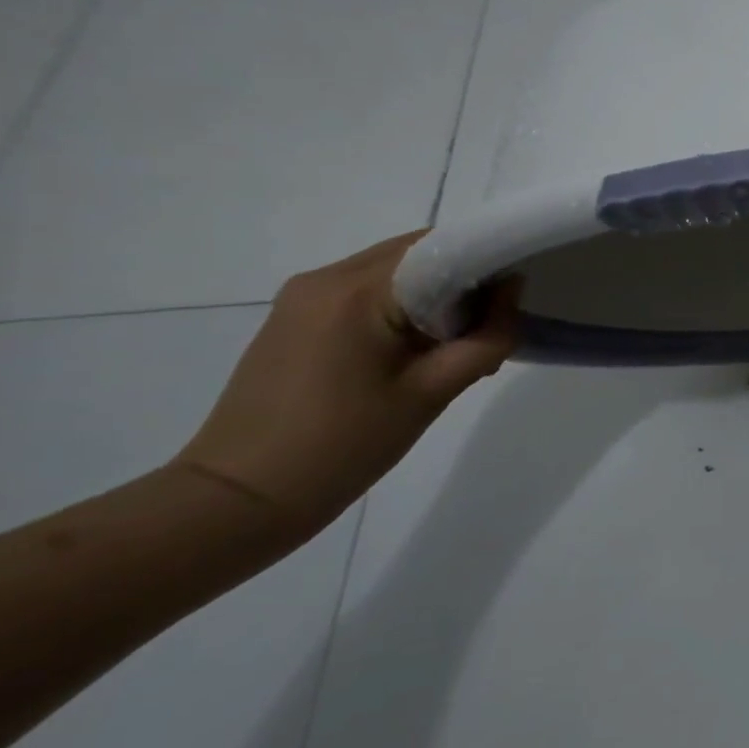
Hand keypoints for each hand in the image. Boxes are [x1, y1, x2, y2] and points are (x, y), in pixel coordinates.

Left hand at [173, 233, 520, 533]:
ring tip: (452, 348)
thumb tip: (511, 292)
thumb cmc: (343, 447)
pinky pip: (366, 293)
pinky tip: (413, 352)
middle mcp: (326, 278)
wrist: (238, 500)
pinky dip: (401, 308)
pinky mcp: (294, 318)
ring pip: (393, 273)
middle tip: (487, 329)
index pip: (442, 247)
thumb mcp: (432, 393)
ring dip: (432, 296)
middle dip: (461, 281)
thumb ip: (486, 338)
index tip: (511, 301)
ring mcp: (303, 296)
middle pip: (416, 254)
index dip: (486, 264)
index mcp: (357, 291)